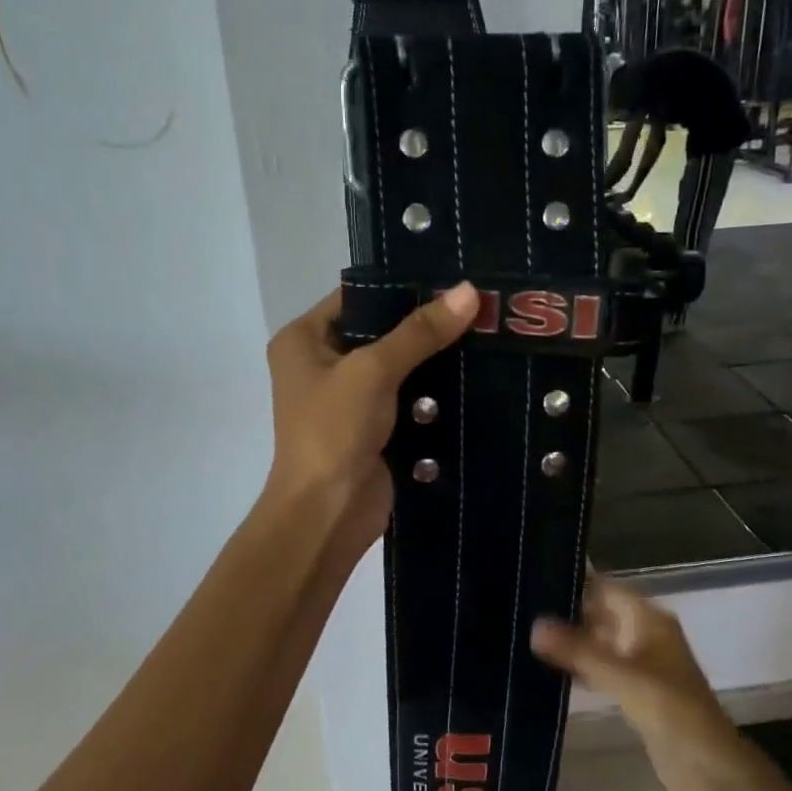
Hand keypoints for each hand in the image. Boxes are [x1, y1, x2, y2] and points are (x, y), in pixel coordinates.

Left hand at [263, 281, 479, 562]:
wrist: (327, 513)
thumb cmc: (333, 430)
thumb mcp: (373, 370)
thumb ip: (419, 332)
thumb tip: (468, 291)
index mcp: (304, 340)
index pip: (356, 297)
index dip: (401, 286)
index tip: (452, 277)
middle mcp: (322, 364)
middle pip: (380, 331)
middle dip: (425, 324)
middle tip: (479, 305)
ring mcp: (349, 400)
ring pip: (399, 368)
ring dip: (435, 360)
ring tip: (487, 335)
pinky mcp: (374, 429)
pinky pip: (409, 400)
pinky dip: (435, 394)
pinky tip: (476, 376)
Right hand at [531, 576, 741, 790]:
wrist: (707, 766)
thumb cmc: (669, 710)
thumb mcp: (621, 676)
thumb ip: (577, 650)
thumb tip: (534, 624)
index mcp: (649, 619)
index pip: (606, 588)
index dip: (575, 583)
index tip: (534, 582)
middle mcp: (646, 634)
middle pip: (602, 613)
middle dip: (567, 614)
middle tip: (522, 611)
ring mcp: (642, 664)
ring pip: (600, 642)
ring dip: (572, 642)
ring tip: (527, 637)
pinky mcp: (636, 692)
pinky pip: (602, 669)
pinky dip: (581, 667)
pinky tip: (551, 671)